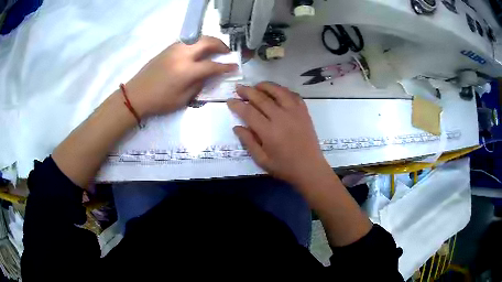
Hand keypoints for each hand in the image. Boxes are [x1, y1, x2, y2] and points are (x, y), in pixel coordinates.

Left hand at [126, 36, 237, 116]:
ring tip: (214, 49)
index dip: (225, 66)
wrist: (136, 94)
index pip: (212, 65)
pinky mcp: (168, 48)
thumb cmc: (159, 101)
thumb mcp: (182, 99)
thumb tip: (208, 75)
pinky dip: (197, 43)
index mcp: (186, 71)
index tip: (235, 66)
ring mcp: (174, 49)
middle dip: (221, 45)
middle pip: (207, 42)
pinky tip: (198, 50)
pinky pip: (188, 41)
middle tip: (226, 51)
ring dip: (209, 41)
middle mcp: (182, 55)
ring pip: (197, 38)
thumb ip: (199, 85)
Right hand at [227, 82, 332, 186]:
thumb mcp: (262, 160)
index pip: (249, 112)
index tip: (229, 100)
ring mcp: (295, 113)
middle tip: (238, 88)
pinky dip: (283, 90)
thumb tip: (236, 127)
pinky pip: (293, 95)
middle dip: (247, 91)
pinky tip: (277, 92)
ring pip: (278, 92)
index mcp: (269, 132)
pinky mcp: (304, 112)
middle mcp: (281, 118)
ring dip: (265, 86)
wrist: (310, 168)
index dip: (237, 105)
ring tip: (256, 86)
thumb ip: (248, 142)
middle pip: (261, 98)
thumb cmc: (284, 167)